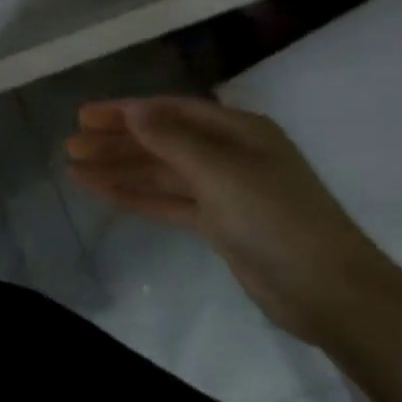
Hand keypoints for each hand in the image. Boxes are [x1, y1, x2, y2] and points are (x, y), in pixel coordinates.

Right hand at [65, 95, 401, 343]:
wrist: (330, 291)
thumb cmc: (277, 219)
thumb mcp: (221, 172)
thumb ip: (172, 140)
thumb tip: (134, 110)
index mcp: (239, 131)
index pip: (171, 112)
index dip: (126, 112)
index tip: (84, 116)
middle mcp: (229, 154)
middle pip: (161, 141)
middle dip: (116, 142)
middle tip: (71, 145)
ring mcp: (223, 191)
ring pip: (159, 173)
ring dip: (119, 169)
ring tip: (74, 169)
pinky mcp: (217, 224)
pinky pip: (167, 201)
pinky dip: (135, 196)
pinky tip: (103, 192)